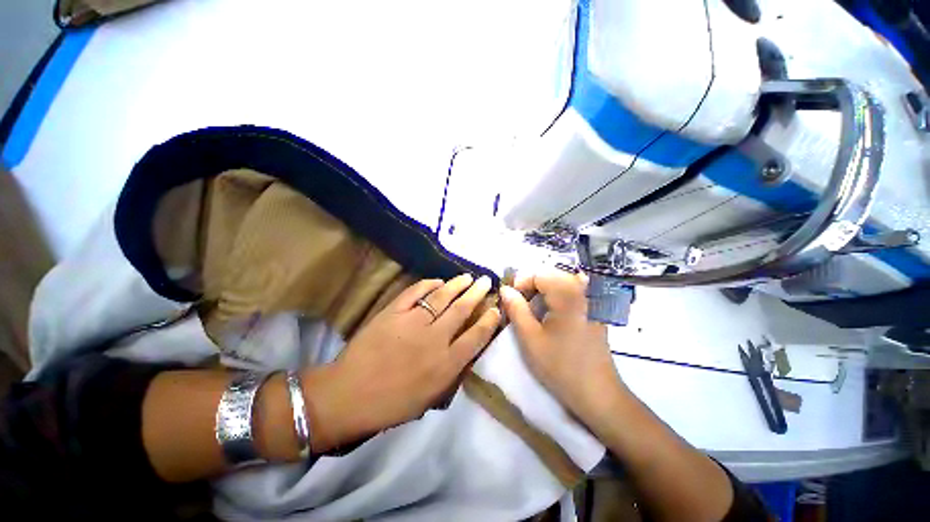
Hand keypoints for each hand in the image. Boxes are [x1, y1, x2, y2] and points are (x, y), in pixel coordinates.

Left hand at [305, 274, 499, 450]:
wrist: (348, 395)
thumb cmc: (391, 403)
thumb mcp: (430, 397)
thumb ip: (451, 372)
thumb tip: (465, 350)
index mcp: (445, 364)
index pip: (476, 336)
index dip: (489, 320)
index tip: (496, 308)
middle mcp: (434, 339)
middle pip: (462, 310)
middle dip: (477, 293)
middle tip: (486, 281)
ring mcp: (412, 322)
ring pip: (442, 297)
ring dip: (457, 285)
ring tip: (467, 277)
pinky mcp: (393, 312)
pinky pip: (414, 292)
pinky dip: (428, 284)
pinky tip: (437, 281)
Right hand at [500, 269, 624, 428]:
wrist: (597, 394)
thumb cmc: (560, 366)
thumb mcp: (530, 338)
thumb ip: (516, 309)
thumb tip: (505, 289)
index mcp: (567, 295)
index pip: (539, 274)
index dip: (521, 283)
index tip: (511, 300)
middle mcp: (583, 292)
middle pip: (551, 276)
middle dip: (532, 286)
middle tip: (520, 305)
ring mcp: (592, 301)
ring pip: (561, 283)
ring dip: (543, 292)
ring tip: (532, 310)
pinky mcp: (595, 311)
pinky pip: (572, 293)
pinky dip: (556, 298)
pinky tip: (550, 314)